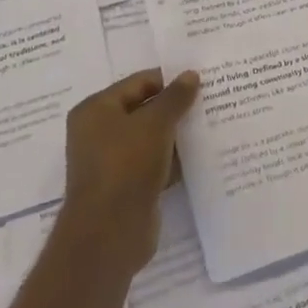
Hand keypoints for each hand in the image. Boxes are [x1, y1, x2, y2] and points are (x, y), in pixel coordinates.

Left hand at [55, 69, 199, 278]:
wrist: (109, 233)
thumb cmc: (126, 165)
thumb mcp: (155, 123)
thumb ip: (175, 97)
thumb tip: (191, 74)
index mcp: (96, 109)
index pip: (139, 83)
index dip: (169, 80)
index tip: (201, 81)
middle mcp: (98, 132)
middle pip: (144, 110)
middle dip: (174, 107)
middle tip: (210, 101)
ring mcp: (111, 162)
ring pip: (151, 138)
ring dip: (176, 134)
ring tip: (211, 125)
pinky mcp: (126, 187)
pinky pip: (153, 163)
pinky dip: (172, 160)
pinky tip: (200, 156)